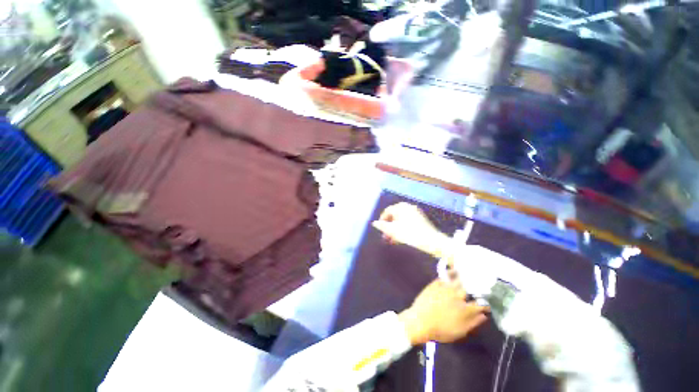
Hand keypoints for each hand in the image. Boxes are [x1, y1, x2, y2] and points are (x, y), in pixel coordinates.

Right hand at [371, 203, 449, 257]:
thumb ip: (382, 226)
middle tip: (386, 236)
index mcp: (400, 207)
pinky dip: (403, 228)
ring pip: (401, 220)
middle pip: (394, 215)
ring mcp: (415, 212)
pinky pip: (408, 221)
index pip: (387, 211)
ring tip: (392, 239)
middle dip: (389, 226)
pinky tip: (402, 237)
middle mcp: (408, 207)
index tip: (380, 229)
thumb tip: (374, 223)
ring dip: (395, 228)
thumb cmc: (409, 234)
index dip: (382, 220)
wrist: (430, 240)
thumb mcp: (392, 230)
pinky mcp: (421, 219)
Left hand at [398, 280, 487, 344]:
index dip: (484, 304)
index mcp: (465, 309)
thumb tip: (483, 316)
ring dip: (464, 278)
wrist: (420, 321)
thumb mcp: (460, 331)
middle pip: (469, 289)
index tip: (485, 304)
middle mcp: (457, 296)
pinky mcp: (436, 283)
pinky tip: (454, 270)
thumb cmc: (441, 330)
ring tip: (468, 273)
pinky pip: (445, 276)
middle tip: (478, 286)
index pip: (480, 304)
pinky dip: (451, 273)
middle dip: (475, 288)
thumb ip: (473, 322)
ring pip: (458, 280)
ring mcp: (446, 288)